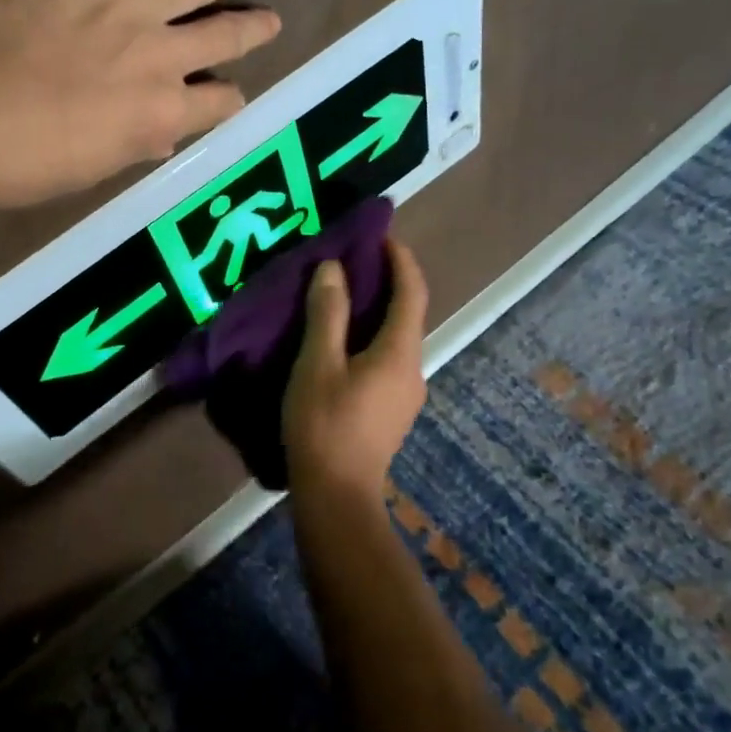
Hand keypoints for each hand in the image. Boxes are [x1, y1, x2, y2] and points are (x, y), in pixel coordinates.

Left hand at [0, 0, 281, 209]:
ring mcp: (129, 6)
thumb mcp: (89, 169)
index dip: (227, 99)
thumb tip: (162, 133)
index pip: (219, 104)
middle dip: (253, 28)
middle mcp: (161, 58)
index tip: (226, 94)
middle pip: (223, 37)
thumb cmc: (18, 161)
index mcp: (161, 115)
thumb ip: (135, 144)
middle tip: (272, 18)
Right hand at [282, 239, 428, 501]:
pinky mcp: (391, 410)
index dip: (401, 260)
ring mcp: (405, 394)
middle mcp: (413, 369)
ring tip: (341, 296)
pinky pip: (387, 358)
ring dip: (376, 311)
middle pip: (407, 314)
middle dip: (386, 282)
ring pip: (396, 338)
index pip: (412, 292)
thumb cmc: (325, 425)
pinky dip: (370, 336)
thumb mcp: (317, 364)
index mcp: (400, 352)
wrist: (336, 497)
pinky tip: (342, 342)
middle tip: (352, 261)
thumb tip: (334, 268)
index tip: (382, 235)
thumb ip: (327, 314)